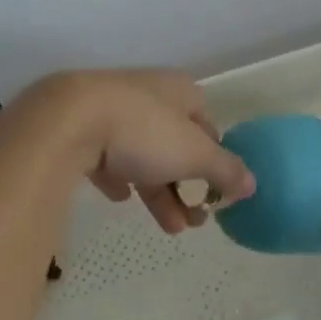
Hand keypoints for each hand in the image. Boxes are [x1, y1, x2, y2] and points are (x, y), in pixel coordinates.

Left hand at [14, 70, 255, 233]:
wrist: (67, 120)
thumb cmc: (143, 131)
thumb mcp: (195, 154)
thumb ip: (225, 170)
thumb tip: (253, 184)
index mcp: (179, 91)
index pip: (207, 124)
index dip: (215, 159)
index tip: (216, 192)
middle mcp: (147, 95)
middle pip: (174, 144)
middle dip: (187, 187)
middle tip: (194, 223)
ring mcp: (111, 109)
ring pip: (142, 154)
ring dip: (158, 191)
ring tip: (169, 228)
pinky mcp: (79, 128)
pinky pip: (106, 156)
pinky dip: (117, 177)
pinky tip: (118, 197)